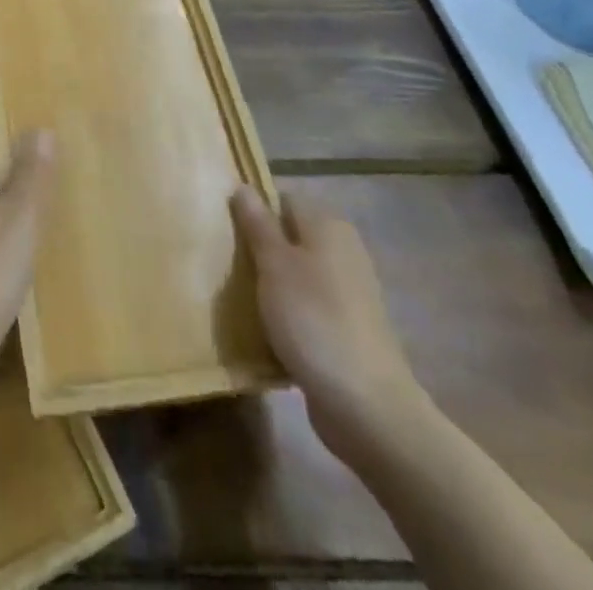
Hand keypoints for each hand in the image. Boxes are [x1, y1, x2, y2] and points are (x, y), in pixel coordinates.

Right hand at [231, 186, 426, 462]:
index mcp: (328, 226)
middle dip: (259, 249)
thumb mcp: (274, 264)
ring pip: (296, 274)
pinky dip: (287, 313)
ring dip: (271, 284)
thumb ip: (257, 223)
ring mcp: (348, 292)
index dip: (254, 212)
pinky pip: (307, 307)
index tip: (226, 232)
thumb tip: (243, 186)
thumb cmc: (313, 320)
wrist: (367, 407)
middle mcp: (343, 251)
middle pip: (289, 237)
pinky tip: (266, 329)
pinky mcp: (347, 329)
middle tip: (227, 265)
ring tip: (240, 298)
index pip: (282, 200)